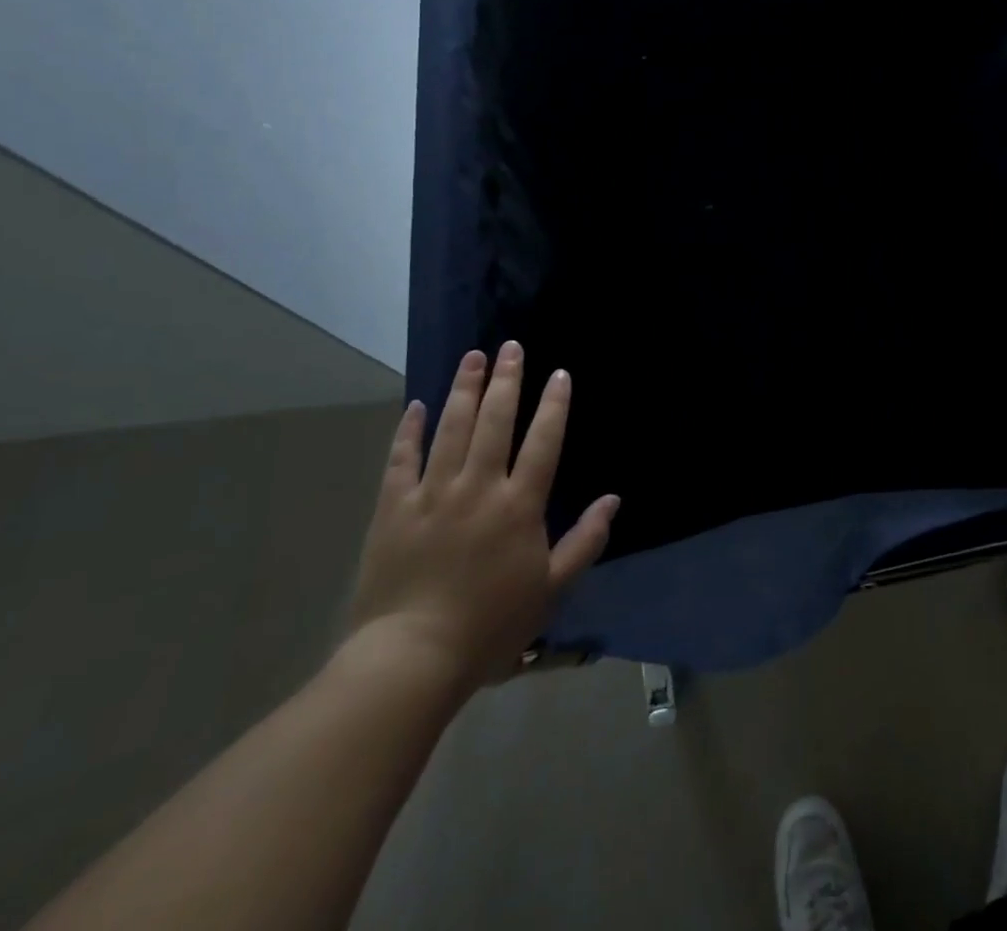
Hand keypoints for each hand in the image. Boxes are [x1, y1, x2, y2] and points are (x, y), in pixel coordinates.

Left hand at [345, 341, 617, 700]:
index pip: (543, 442)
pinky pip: (401, 459)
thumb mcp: (552, 589)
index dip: (554, 405)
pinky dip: (409, 430)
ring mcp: (432, 494)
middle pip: (495, 421)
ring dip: (464, 389)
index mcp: (519, 506)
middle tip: (511, 347)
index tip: (559, 374)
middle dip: (507, 380)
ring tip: (473, 357)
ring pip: (451, 428)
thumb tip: (613, 499)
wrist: (411, 659)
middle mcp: (478, 487)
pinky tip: (416, 405)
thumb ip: (585, 541)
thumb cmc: (490, 626)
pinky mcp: (393, 509)